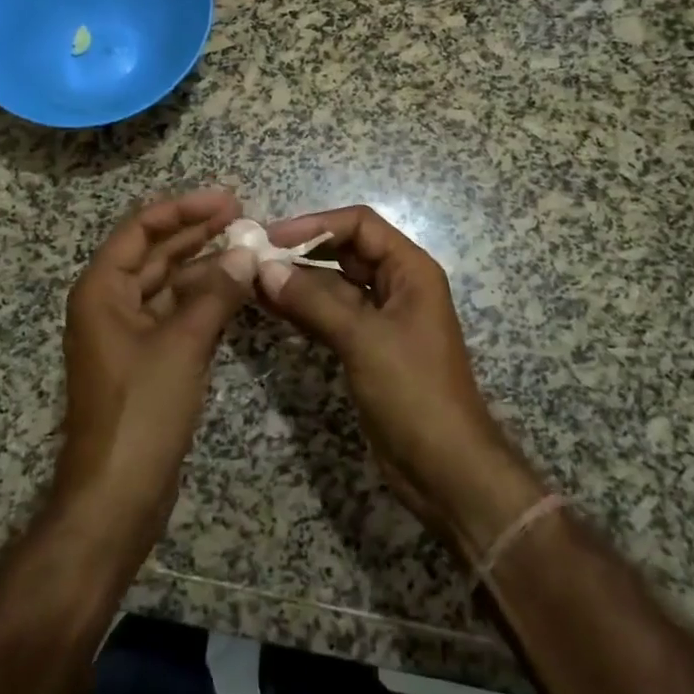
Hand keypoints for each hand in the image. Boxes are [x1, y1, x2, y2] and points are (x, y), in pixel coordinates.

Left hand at [54, 189, 254, 569]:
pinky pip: (177, 314)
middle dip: (197, 232)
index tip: (226, 199)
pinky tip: (237, 290)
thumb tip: (246, 252)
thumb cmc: (141, 411)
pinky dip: (205, 300)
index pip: (141, 229)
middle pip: (156, 253)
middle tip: (243, 215)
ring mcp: (129, 334)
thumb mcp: (182, 345)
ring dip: (205, 266)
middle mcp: (111, 304)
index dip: (183, 209)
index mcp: (102, 290)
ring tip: (248, 248)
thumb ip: (216, 293)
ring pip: (170, 284)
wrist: (116, 498)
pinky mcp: (148, 360)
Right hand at [256, 207, 546, 561]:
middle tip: (252, 258)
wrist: (444, 469)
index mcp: (410, 270)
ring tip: (249, 280)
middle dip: (301, 252)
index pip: (360, 225)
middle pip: (344, 251)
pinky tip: (268, 307)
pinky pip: (329, 316)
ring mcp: (380, 318)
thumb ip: (313, 301)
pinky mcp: (365, 348)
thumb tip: (264, 268)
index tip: (272, 238)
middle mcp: (396, 285)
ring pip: (332, 286)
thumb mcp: (363, 340)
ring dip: (296, 282)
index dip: (316, 225)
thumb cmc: (413, 392)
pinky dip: (302, 310)